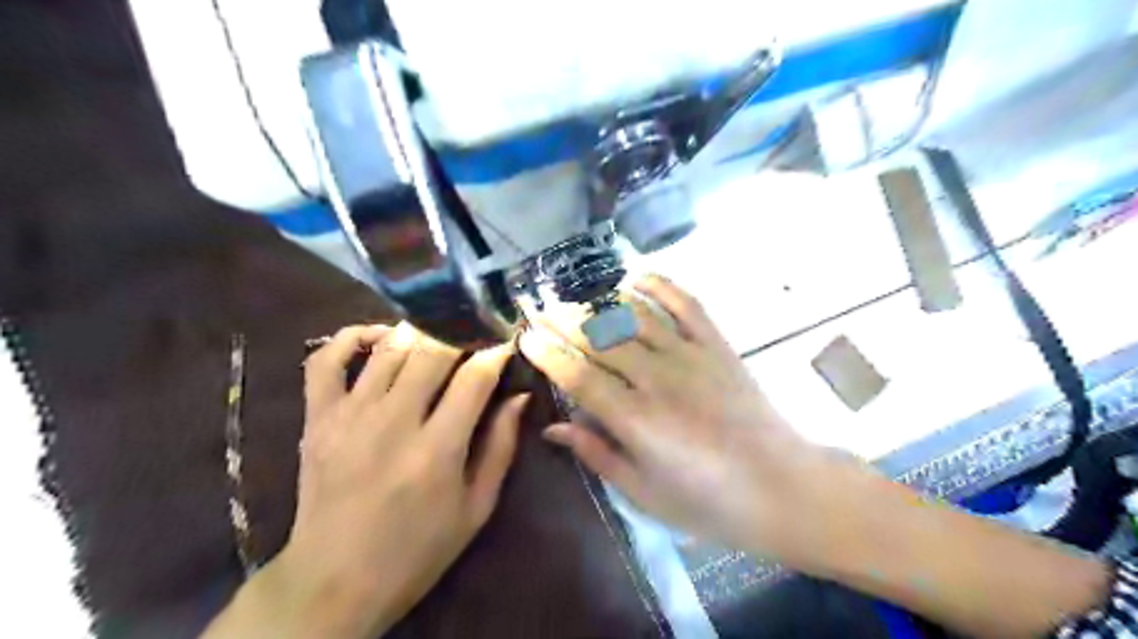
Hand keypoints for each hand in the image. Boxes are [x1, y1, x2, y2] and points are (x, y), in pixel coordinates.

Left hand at [208, 325, 528, 638]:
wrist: (334, 582)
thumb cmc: (417, 549)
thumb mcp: (477, 508)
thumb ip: (501, 447)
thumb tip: (519, 397)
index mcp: (437, 449)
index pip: (474, 378)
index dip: (495, 353)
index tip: (505, 344)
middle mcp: (393, 422)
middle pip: (433, 351)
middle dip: (461, 335)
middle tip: (475, 335)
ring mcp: (349, 416)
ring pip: (389, 348)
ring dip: (420, 332)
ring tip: (438, 334)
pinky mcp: (317, 418)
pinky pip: (326, 360)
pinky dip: (353, 337)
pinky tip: (380, 336)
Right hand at [518, 275, 858, 568]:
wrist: (781, 486)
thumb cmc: (708, 502)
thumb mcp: (644, 492)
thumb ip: (597, 455)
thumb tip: (555, 427)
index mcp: (636, 420)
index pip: (578, 376)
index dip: (547, 354)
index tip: (525, 338)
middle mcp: (658, 379)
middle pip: (600, 339)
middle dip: (563, 320)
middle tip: (539, 307)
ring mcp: (690, 356)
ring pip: (634, 317)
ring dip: (599, 302)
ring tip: (574, 296)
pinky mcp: (717, 345)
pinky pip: (685, 304)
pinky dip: (659, 285)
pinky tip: (634, 277)